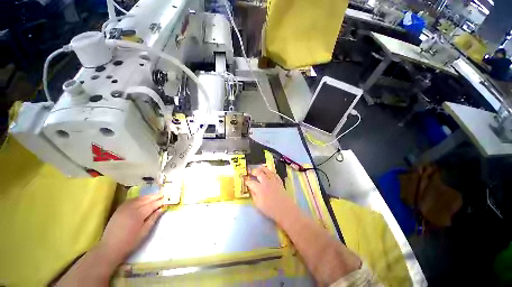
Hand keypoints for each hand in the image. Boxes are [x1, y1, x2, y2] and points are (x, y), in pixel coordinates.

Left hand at [98, 193, 164, 265]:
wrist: (110, 248)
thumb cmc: (130, 242)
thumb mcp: (144, 232)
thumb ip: (153, 219)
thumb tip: (162, 209)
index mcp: (139, 215)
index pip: (152, 204)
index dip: (160, 201)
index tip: (167, 199)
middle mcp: (131, 208)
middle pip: (146, 199)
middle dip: (155, 196)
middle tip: (163, 195)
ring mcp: (124, 208)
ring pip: (138, 198)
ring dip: (147, 196)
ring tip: (154, 196)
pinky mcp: (119, 209)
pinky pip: (131, 200)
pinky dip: (139, 198)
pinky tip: (142, 199)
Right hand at [244, 165, 295, 220]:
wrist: (284, 209)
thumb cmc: (270, 209)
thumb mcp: (258, 204)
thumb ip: (253, 195)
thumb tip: (250, 188)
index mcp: (259, 189)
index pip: (251, 182)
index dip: (247, 180)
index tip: (245, 179)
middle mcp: (266, 182)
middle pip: (259, 173)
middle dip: (254, 171)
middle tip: (251, 172)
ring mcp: (273, 181)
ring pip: (267, 171)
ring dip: (262, 168)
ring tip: (259, 167)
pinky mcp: (279, 181)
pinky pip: (275, 174)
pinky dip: (271, 171)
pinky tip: (269, 171)